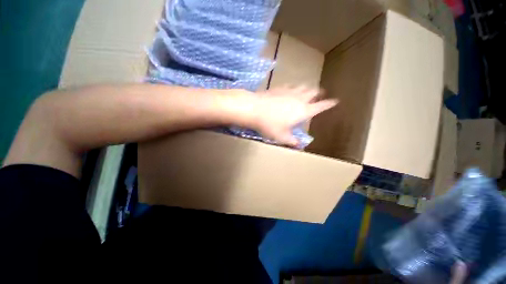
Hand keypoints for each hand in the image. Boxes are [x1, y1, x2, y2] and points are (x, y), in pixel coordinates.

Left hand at [249, 86, 337, 146]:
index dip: (329, 104)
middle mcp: (299, 99)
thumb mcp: (282, 137)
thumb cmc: (270, 125)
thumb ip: (292, 141)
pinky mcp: (279, 88)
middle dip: (319, 93)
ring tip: (308, 90)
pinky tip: (290, 89)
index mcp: (303, 111)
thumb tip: (299, 145)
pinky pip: (290, 85)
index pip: (321, 106)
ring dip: (307, 88)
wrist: (254, 109)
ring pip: (303, 86)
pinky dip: (294, 87)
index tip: (335, 101)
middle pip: (313, 92)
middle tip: (321, 93)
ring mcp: (289, 91)